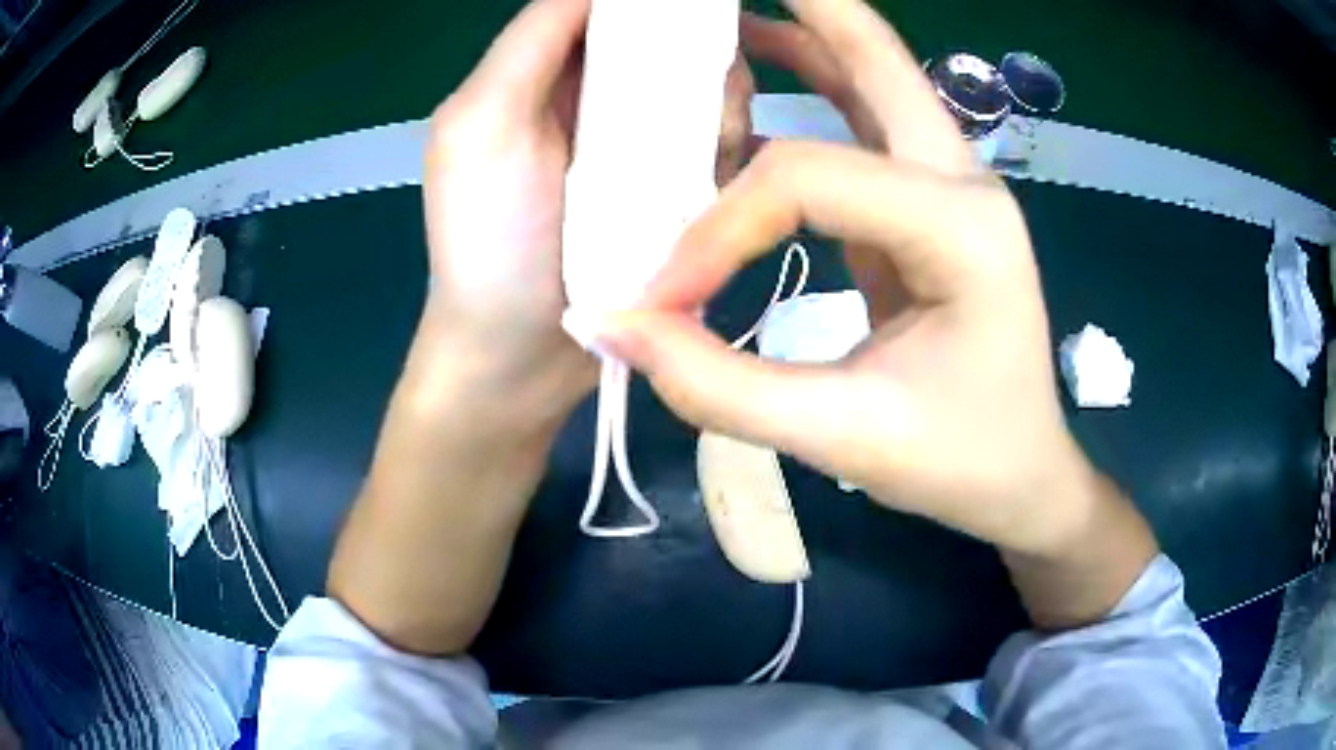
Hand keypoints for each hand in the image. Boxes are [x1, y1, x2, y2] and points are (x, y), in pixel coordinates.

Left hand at [419, 0, 756, 419]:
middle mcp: (597, 99)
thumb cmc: (488, 244)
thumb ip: (531, 41)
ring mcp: (643, 146)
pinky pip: (724, 147)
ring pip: (708, 91)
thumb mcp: (481, 125)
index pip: (613, 9)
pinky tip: (720, 184)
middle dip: (700, 62)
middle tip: (703, 110)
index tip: (698, 23)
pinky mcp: (676, 192)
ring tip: (707, 160)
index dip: (660, 9)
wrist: (520, 361)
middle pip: (673, 45)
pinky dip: (733, 154)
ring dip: (721, 112)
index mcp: (545, 73)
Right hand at [600, 0, 1101, 557]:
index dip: (718, 229)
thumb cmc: (959, 462)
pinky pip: (865, 123)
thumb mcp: (843, 439)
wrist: (1023, 475)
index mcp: (961, 228)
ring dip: (806, 33)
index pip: (809, 179)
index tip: (665, 295)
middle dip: (806, 8)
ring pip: (876, 77)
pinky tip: (765, 67)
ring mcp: (953, 186)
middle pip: (876, 58)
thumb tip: (617, 326)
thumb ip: (723, 386)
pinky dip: (813, 83)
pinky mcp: (930, 205)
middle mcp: (963, 182)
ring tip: (732, 12)